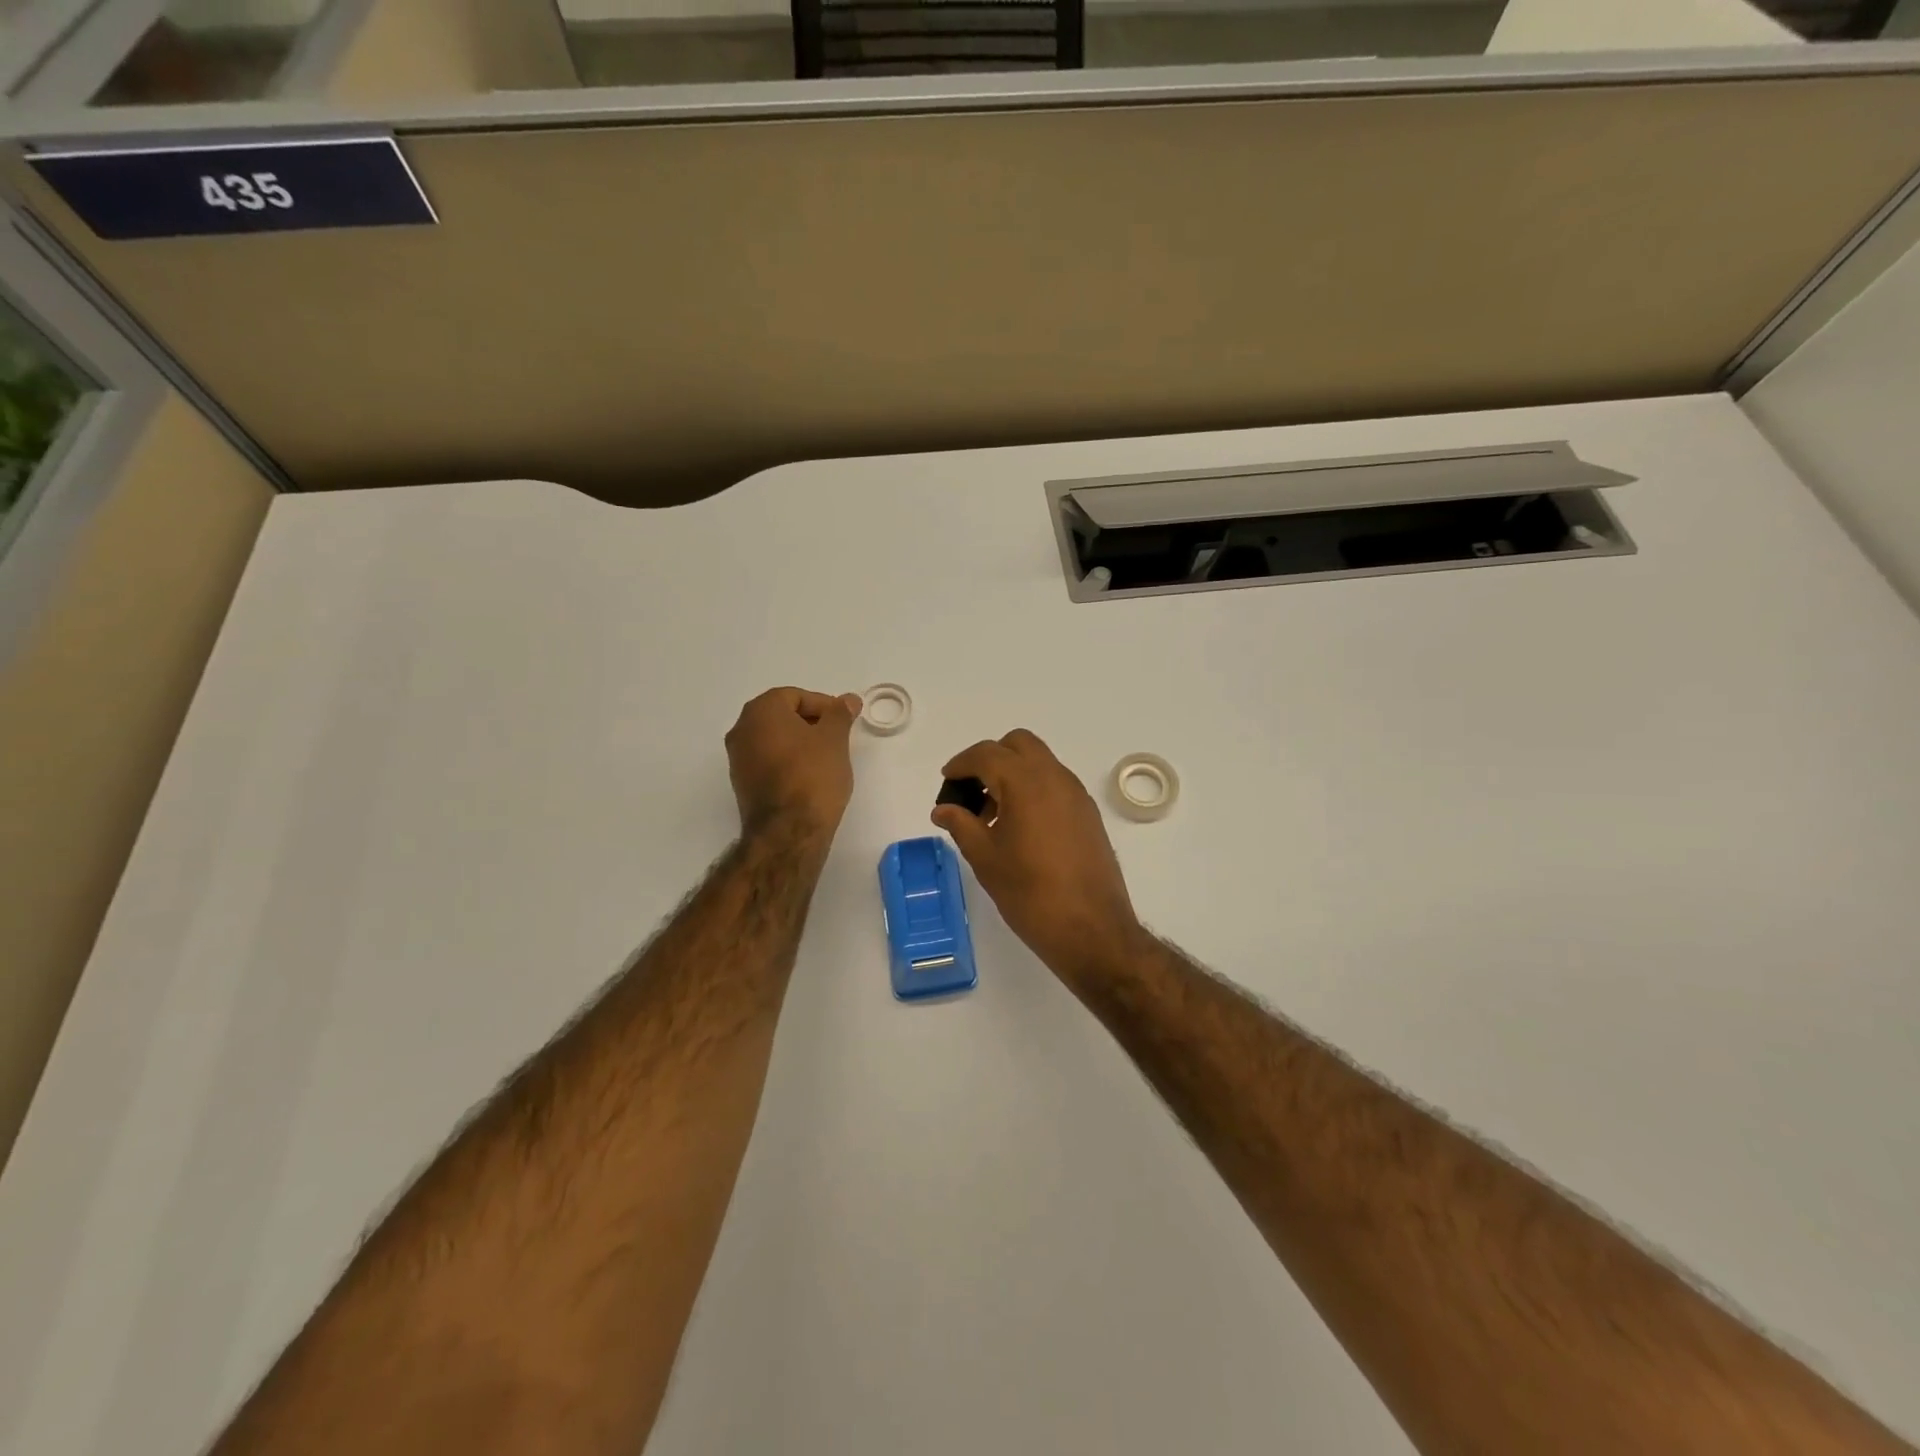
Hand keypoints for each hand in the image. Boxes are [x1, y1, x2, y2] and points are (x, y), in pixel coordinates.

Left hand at [726, 688, 862, 842]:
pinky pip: (768, 761)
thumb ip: (840, 714)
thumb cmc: (813, 775)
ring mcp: (738, 759)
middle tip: (837, 736)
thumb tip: (847, 700)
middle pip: (781, 716)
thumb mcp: (834, 739)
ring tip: (827, 758)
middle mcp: (742, 730)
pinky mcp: (742, 784)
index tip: (843, 720)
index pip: (794, 696)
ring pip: (773, 740)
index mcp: (761, 711)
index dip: (823, 704)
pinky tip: (809, 776)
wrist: (788, 831)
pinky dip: (787, 762)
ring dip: (799, 743)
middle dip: (810, 722)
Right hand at [931, 730, 1147, 982]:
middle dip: (991, 758)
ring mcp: (1076, 794)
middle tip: (971, 790)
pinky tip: (1020, 827)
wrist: (1091, 929)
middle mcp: (1055, 778)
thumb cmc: (1030, 894)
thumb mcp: (985, 859)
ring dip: (1013, 773)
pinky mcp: (1088, 814)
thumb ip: (961, 825)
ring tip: (992, 815)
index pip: (987, 754)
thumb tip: (943, 809)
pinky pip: (1055, 783)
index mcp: (1026, 783)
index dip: (962, 764)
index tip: (947, 781)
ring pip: (1040, 762)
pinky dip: (1033, 789)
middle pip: (1018, 745)